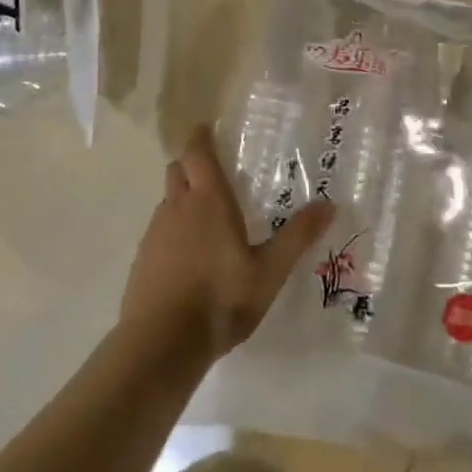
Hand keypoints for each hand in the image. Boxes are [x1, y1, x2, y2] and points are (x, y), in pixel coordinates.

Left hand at [120, 126, 336, 365]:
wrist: (162, 343)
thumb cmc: (221, 299)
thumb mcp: (269, 271)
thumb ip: (297, 237)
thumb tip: (329, 204)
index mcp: (208, 200)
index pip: (196, 151)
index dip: (200, 136)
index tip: (209, 128)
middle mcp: (177, 206)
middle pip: (178, 169)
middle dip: (192, 164)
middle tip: (215, 173)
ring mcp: (154, 232)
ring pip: (168, 200)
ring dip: (183, 198)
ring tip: (208, 218)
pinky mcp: (142, 258)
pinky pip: (159, 229)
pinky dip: (173, 229)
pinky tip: (190, 256)